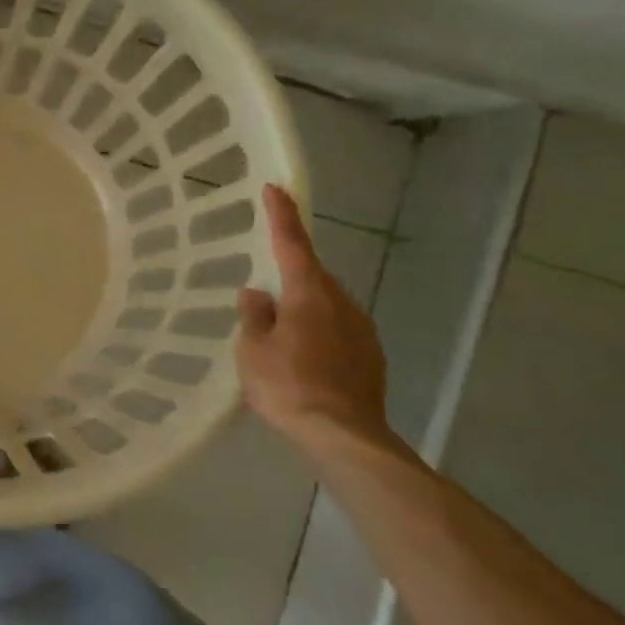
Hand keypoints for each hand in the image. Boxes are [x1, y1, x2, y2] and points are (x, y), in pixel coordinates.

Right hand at [237, 184, 392, 443]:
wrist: (345, 436)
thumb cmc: (289, 386)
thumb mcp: (253, 350)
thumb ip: (254, 316)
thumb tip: (257, 293)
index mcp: (308, 294)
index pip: (292, 243)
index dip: (281, 215)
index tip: (275, 187)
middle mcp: (340, 302)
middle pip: (311, 275)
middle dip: (290, 274)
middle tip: (264, 290)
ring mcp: (361, 329)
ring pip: (326, 304)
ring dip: (304, 307)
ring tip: (280, 333)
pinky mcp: (371, 355)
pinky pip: (338, 330)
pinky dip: (319, 332)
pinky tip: (304, 357)